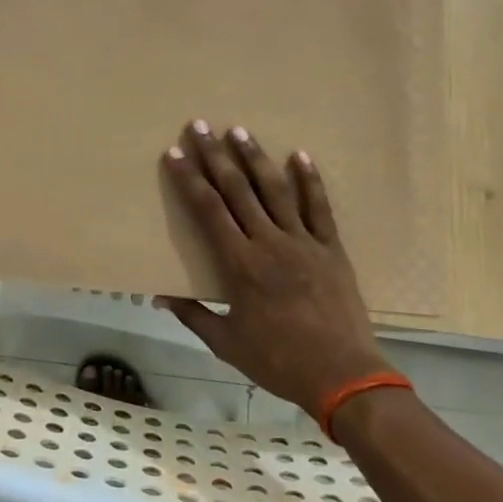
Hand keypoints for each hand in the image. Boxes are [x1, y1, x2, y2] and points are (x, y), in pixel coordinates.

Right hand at [159, 121, 388, 420]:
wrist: (343, 375)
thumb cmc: (278, 361)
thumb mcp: (226, 344)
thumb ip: (193, 315)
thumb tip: (160, 297)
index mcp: (240, 265)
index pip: (208, 211)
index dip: (189, 180)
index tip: (175, 154)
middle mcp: (269, 243)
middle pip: (238, 190)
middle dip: (216, 156)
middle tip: (201, 125)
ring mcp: (303, 242)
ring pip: (276, 190)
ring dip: (256, 158)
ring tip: (240, 130)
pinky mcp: (331, 249)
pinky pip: (319, 208)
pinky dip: (310, 180)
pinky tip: (300, 155)